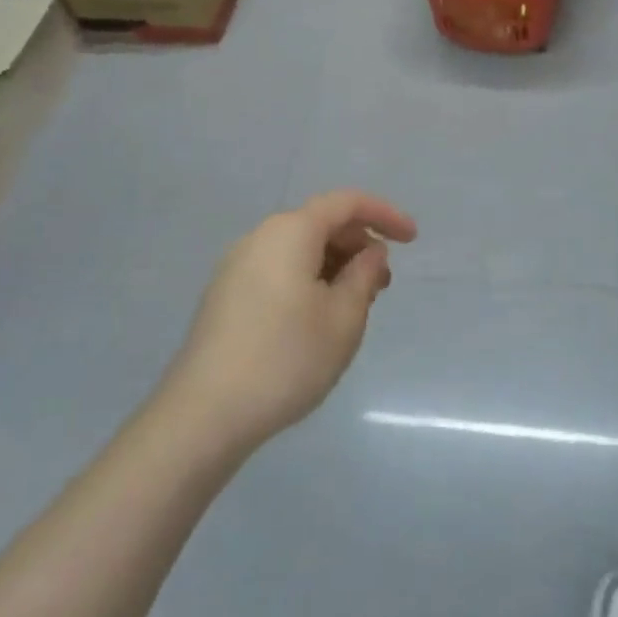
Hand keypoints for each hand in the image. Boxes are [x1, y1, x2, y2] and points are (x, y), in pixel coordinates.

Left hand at [166, 190, 417, 454]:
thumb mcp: (344, 318)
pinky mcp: (226, 294)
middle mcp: (260, 237)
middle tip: (383, 284)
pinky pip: (278, 269)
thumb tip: (370, 251)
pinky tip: (318, 318)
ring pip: (299, 249)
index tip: (413, 239)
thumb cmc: (286, 358)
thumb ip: (364, 275)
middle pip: (320, 223)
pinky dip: (308, 279)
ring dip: (334, 265)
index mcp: (291, 231)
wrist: (204, 413)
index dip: (384, 214)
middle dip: (358, 245)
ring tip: (355, 305)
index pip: (346, 203)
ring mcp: (237, 265)